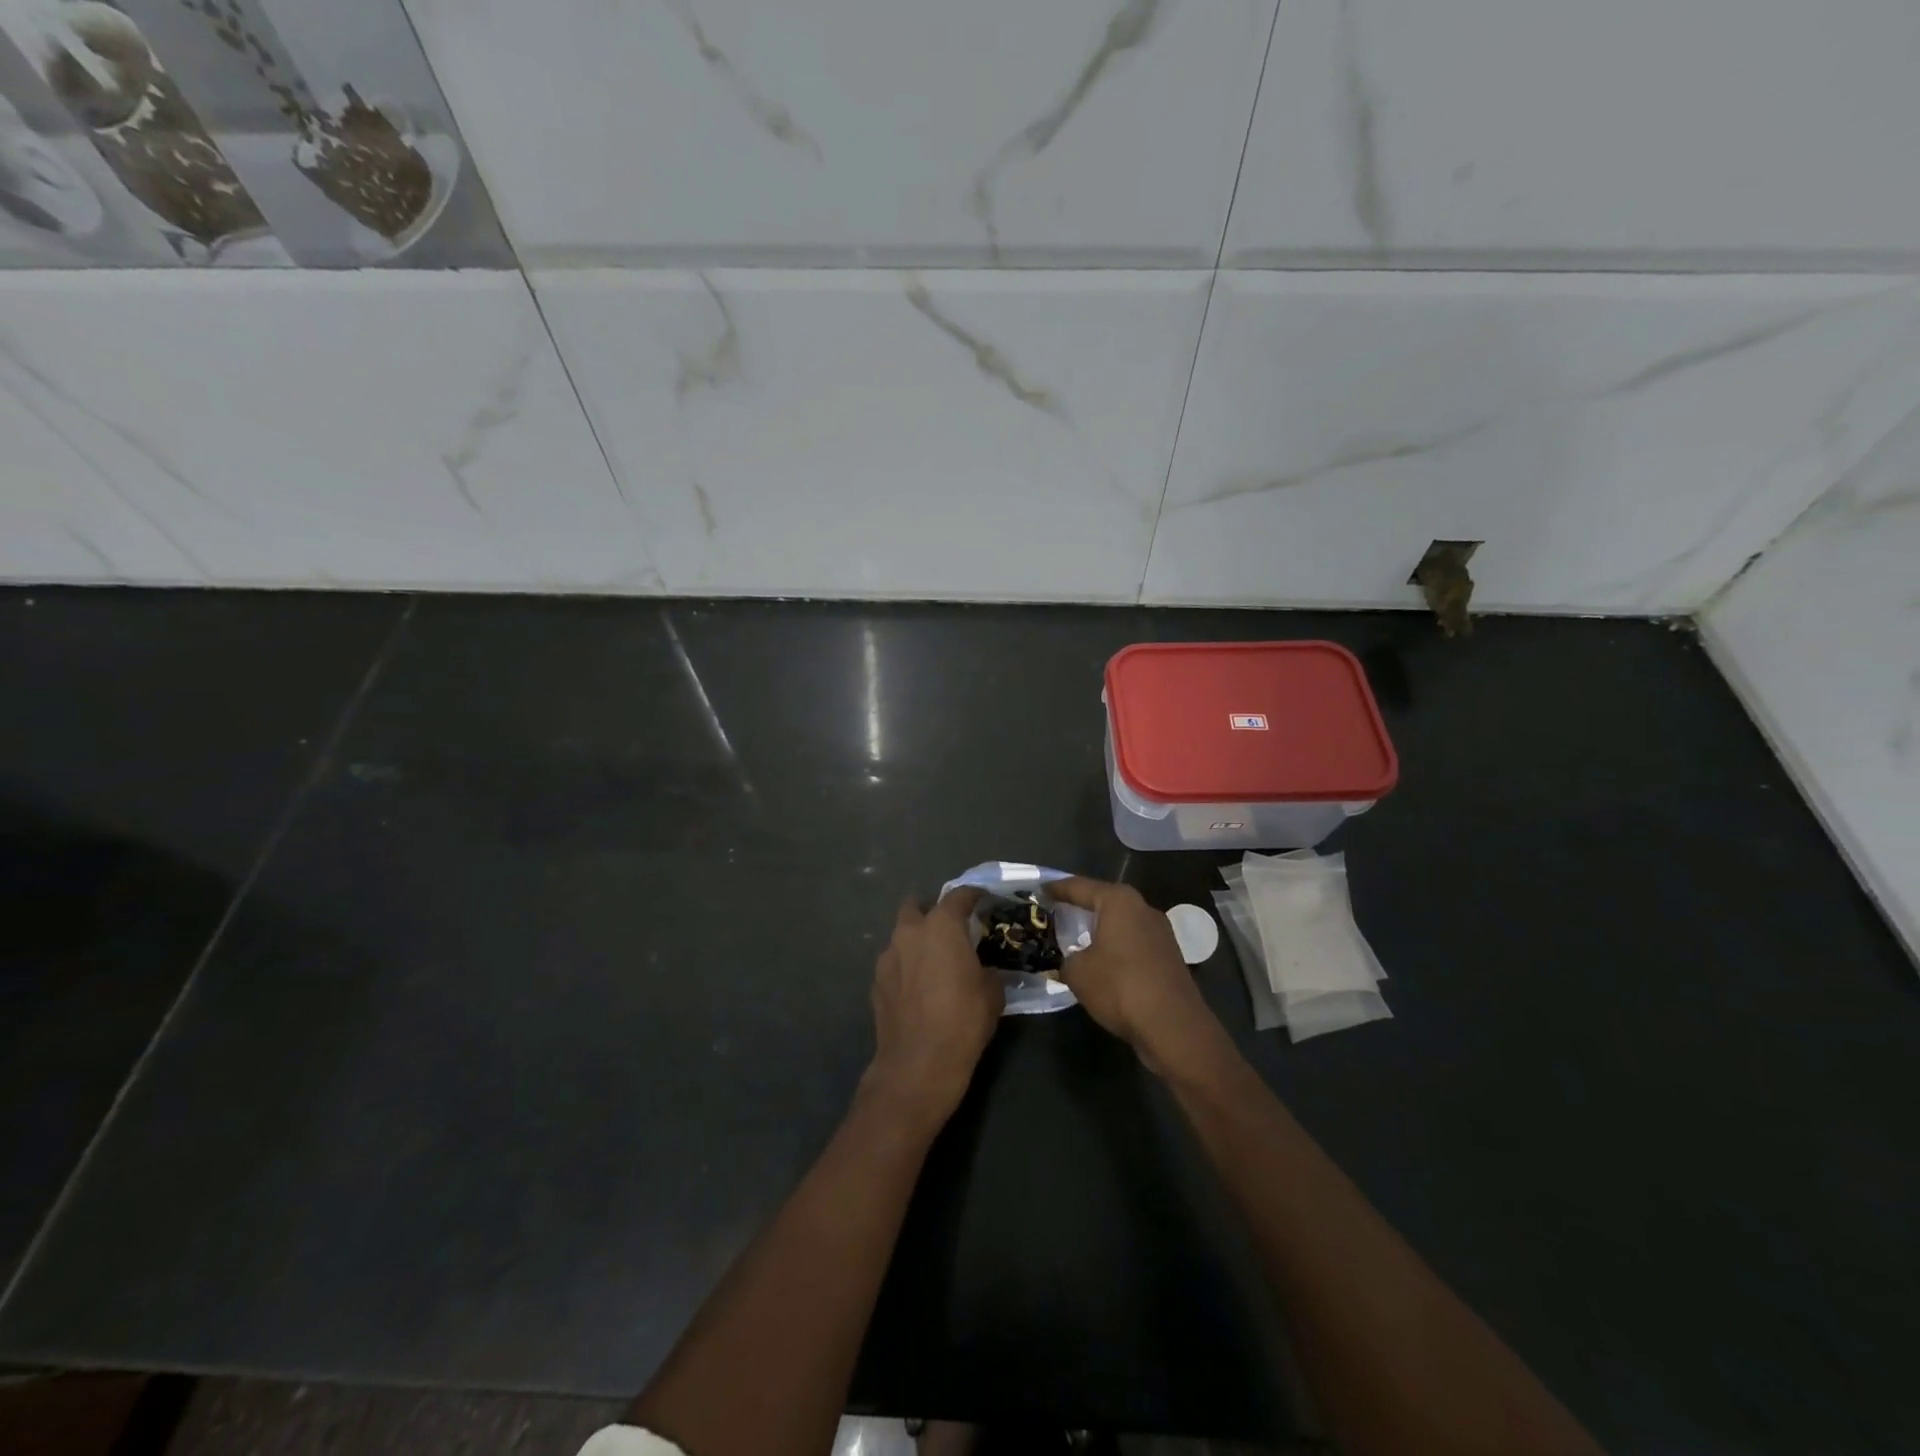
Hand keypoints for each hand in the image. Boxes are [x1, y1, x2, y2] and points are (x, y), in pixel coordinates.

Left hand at [864, 889, 1003, 1130]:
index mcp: (942, 926)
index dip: (973, 895)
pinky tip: (917, 988)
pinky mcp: (876, 982)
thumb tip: (985, 970)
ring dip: (916, 941)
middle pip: (916, 906)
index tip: (983, 899)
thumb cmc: (963, 1020)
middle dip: (931, 911)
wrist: (919, 1063)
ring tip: (933, 962)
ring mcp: (888, 957)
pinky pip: (894, 963)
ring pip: (901, 936)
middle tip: (949, 929)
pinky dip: (905, 967)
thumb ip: (988, 970)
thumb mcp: (992, 993)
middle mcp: (910, 932)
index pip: (959, 896)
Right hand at [1054, 878, 1232, 1082]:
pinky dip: (1116, 947)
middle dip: (1081, 906)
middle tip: (1057, 912)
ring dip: (1101, 929)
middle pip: (1104, 901)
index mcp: (1119, 901)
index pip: (1080, 887)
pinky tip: (1103, 962)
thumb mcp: (1078, 972)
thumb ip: (1068, 958)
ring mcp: (1161, 932)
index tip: (1040, 889)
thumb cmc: (1120, 987)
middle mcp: (1143, 908)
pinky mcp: (1169, 956)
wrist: (1174, 1026)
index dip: (1057, 889)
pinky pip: (1134, 942)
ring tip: (1077, 938)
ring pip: (1121, 923)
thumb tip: (1073, 960)